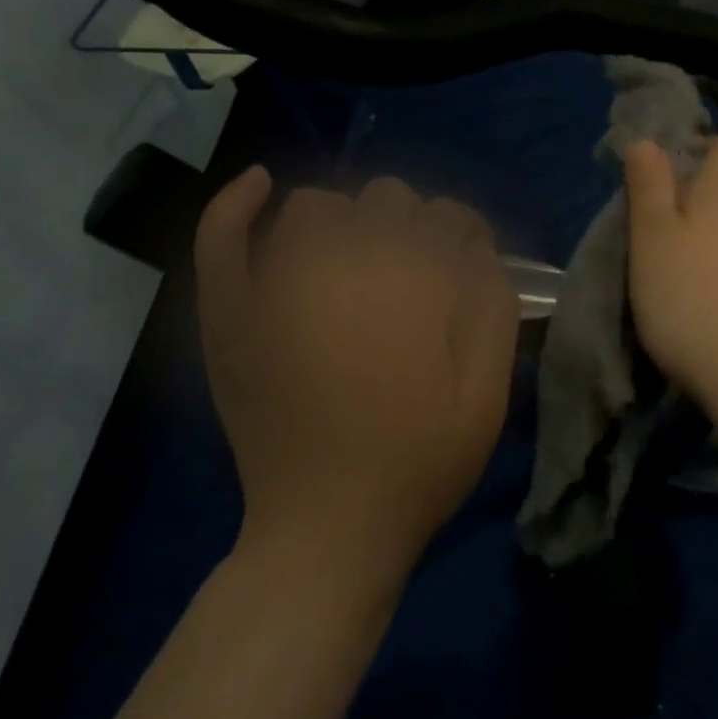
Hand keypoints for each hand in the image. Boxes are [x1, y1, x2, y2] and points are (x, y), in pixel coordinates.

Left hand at [194, 168, 520, 573]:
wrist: (327, 532)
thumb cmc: (419, 461)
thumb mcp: (487, 389)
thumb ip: (493, 304)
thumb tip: (478, 247)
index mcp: (411, 279)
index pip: (449, 217)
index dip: (466, 237)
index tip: (468, 269)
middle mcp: (344, 264)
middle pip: (388, 199)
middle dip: (413, 226)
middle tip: (417, 278)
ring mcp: (279, 286)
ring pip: (317, 207)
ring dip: (347, 219)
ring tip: (360, 257)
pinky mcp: (235, 317)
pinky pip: (224, 242)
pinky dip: (236, 207)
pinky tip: (259, 186)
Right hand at [622, 137, 717, 409]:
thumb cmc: (691, 298)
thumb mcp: (652, 237)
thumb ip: (650, 185)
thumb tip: (648, 140)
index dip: (700, 148)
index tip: (669, 169)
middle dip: (702, 196)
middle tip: (663, 220)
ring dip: (716, 235)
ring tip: (682, 262)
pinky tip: (713, 294)